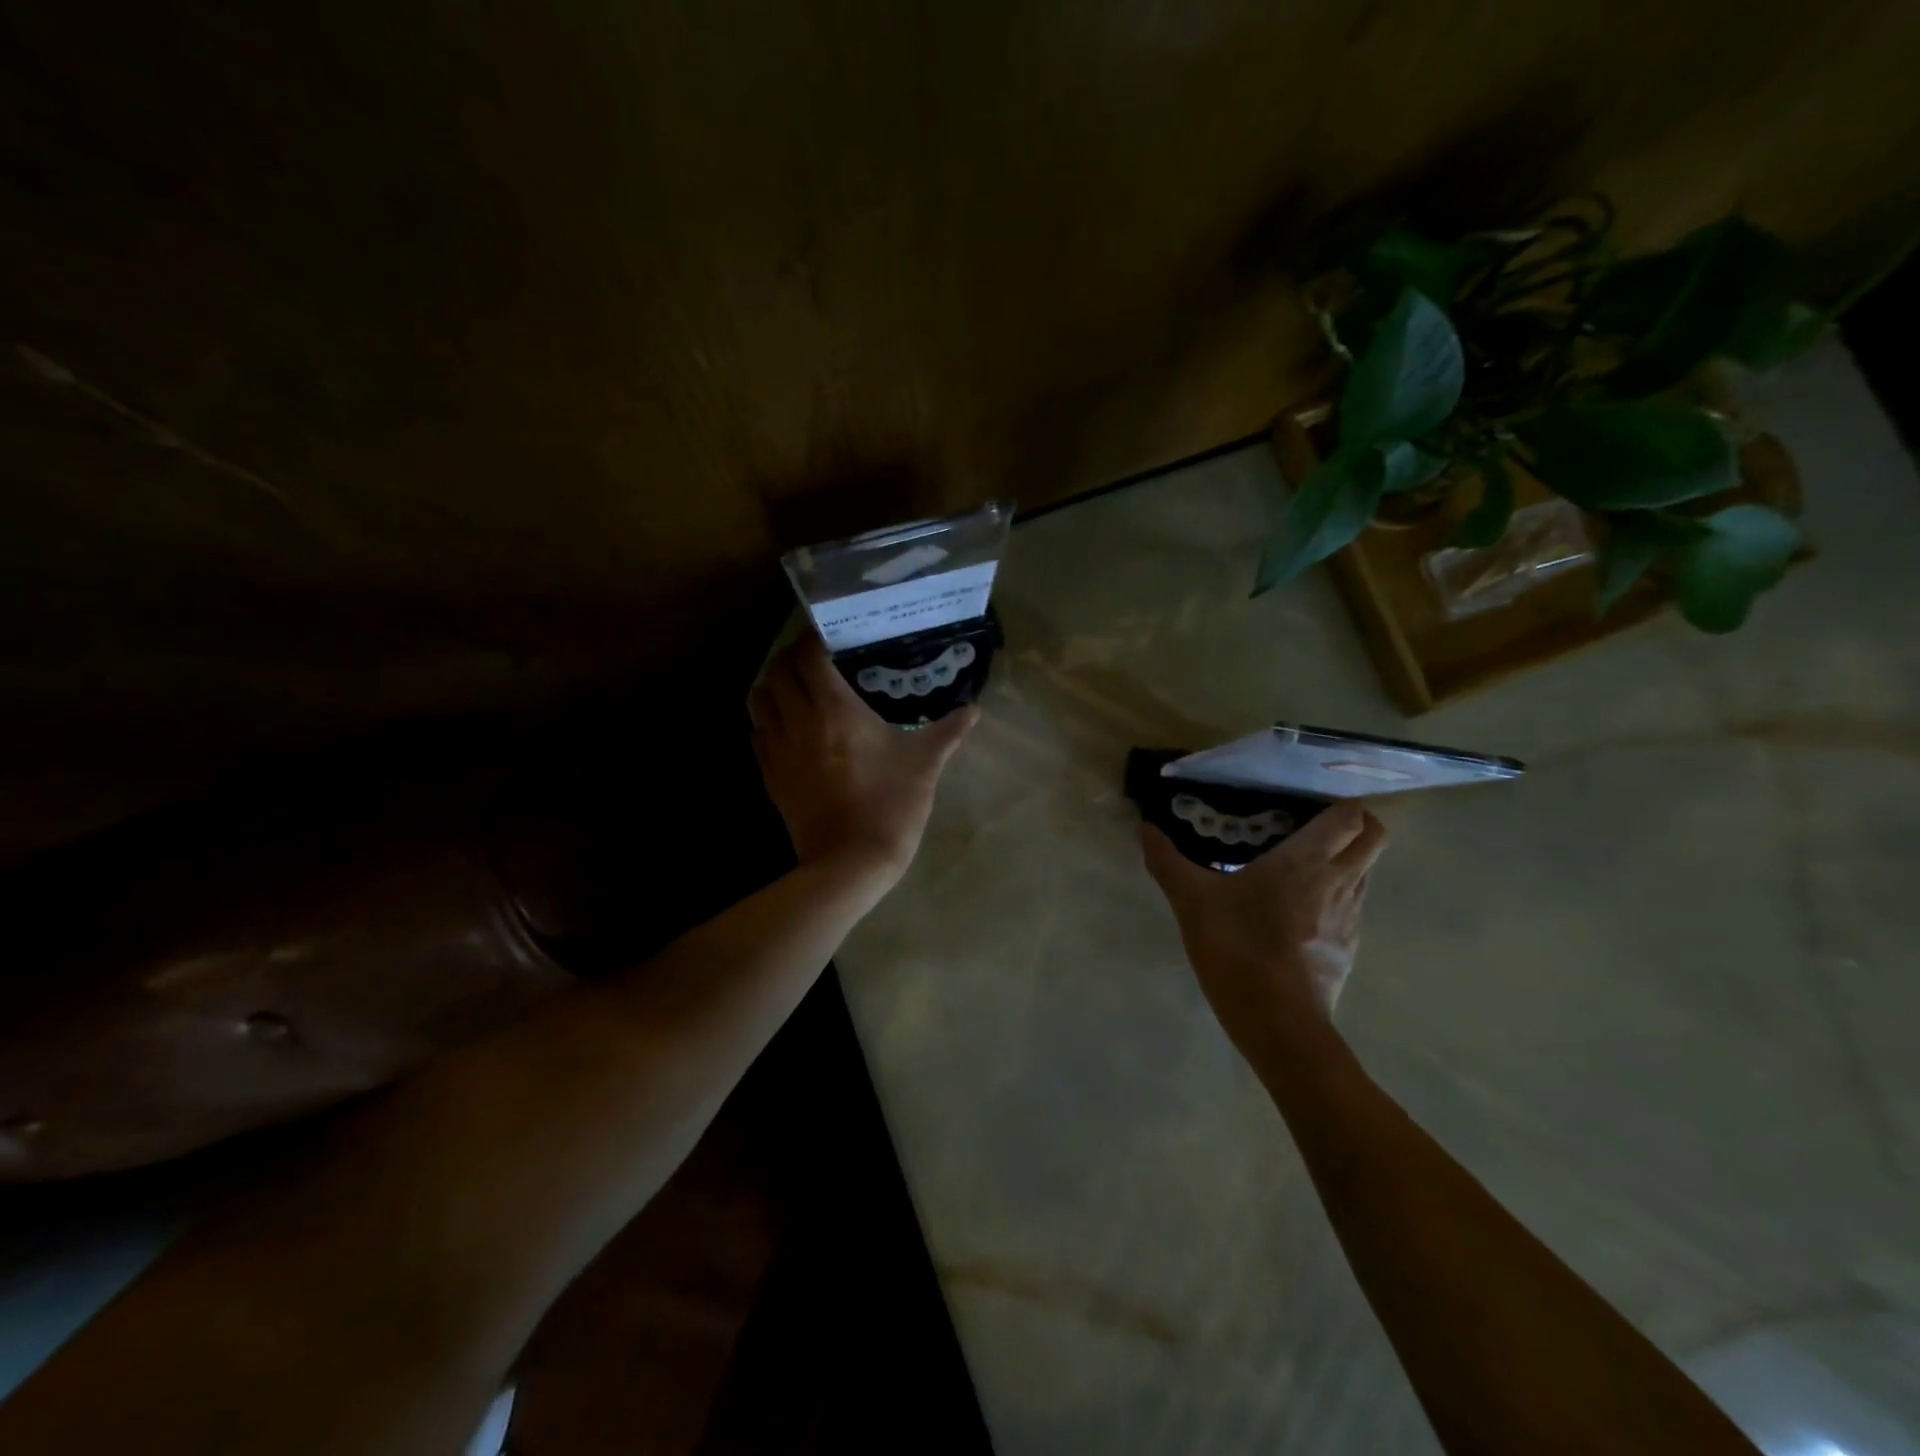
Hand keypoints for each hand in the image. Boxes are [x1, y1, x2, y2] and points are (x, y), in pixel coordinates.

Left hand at [749, 633, 977, 883]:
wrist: (850, 862)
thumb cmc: (890, 805)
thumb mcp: (925, 764)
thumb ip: (948, 731)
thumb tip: (974, 709)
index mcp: (835, 710)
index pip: (809, 656)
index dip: (814, 638)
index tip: (829, 633)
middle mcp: (799, 721)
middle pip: (777, 671)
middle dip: (791, 656)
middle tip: (814, 656)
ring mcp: (778, 750)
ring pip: (759, 700)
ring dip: (772, 684)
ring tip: (795, 685)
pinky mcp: (770, 776)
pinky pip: (757, 734)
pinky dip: (767, 720)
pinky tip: (786, 725)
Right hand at [1139, 804, 1386, 1054]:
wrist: (1277, 1022)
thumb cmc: (1237, 947)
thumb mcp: (1191, 901)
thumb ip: (1168, 861)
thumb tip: (1144, 828)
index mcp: (1306, 859)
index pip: (1352, 816)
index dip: (1339, 804)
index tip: (1307, 804)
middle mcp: (1339, 881)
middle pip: (1374, 838)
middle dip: (1353, 826)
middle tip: (1311, 828)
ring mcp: (1350, 918)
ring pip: (1364, 874)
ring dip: (1343, 862)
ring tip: (1300, 869)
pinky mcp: (1348, 949)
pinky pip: (1350, 909)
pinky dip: (1333, 901)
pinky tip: (1297, 915)